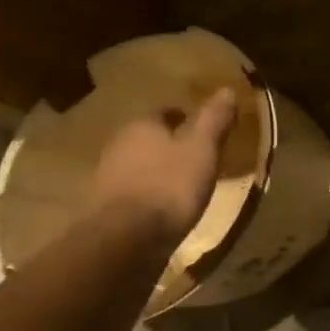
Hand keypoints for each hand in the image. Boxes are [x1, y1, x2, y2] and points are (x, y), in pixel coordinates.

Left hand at [87, 88, 237, 242]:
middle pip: (147, 139)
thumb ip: (213, 120)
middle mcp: (118, 145)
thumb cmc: (169, 187)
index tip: (201, 131)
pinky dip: (146, 197)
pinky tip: (160, 210)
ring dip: (155, 172)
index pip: (164, 113)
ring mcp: (106, 178)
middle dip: (168, 146)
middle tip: (193, 158)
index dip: (184, 119)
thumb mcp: (202, 151)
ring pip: (137, 166)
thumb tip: (227, 89)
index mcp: (142, 125)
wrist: (124, 241)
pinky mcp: (103, 209)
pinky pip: (130, 194)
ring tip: (180, 186)